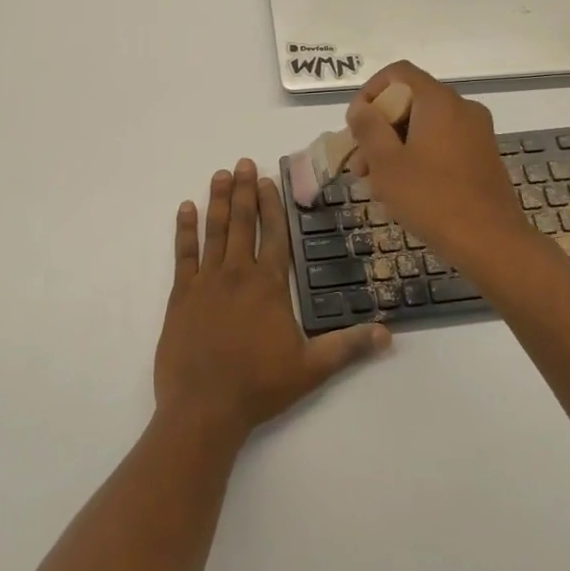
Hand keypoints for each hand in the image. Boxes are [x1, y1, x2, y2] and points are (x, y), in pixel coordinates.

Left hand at [154, 160, 389, 446]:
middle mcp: (237, 274)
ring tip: (221, 175)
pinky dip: (185, 230)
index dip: (272, 205)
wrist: (203, 408)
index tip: (269, 179)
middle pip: (243, 223)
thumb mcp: (311, 368)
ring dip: (219, 201)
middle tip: (243, 162)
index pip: (273, 235)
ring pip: (214, 231)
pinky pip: (183, 254)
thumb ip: (348, 346)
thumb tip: (388, 333)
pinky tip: (186, 208)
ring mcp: (206, 282)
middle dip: (245, 191)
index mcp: (268, 286)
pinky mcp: (181, 295)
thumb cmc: (259, 386)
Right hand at [344, 61, 544, 276]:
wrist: (491, 242)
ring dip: (395, 148)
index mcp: (438, 101)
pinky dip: (419, 157)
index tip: (355, 127)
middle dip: (379, 130)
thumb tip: (362, 108)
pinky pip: (442, 144)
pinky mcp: (483, 157)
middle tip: (359, 166)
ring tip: (376, 185)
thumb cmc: (431, 198)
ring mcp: (477, 133)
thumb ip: (369, 128)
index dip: (370, 93)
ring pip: (424, 127)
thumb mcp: (387, 163)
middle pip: (410, 102)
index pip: (398, 73)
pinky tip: (404, 192)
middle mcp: (462, 108)